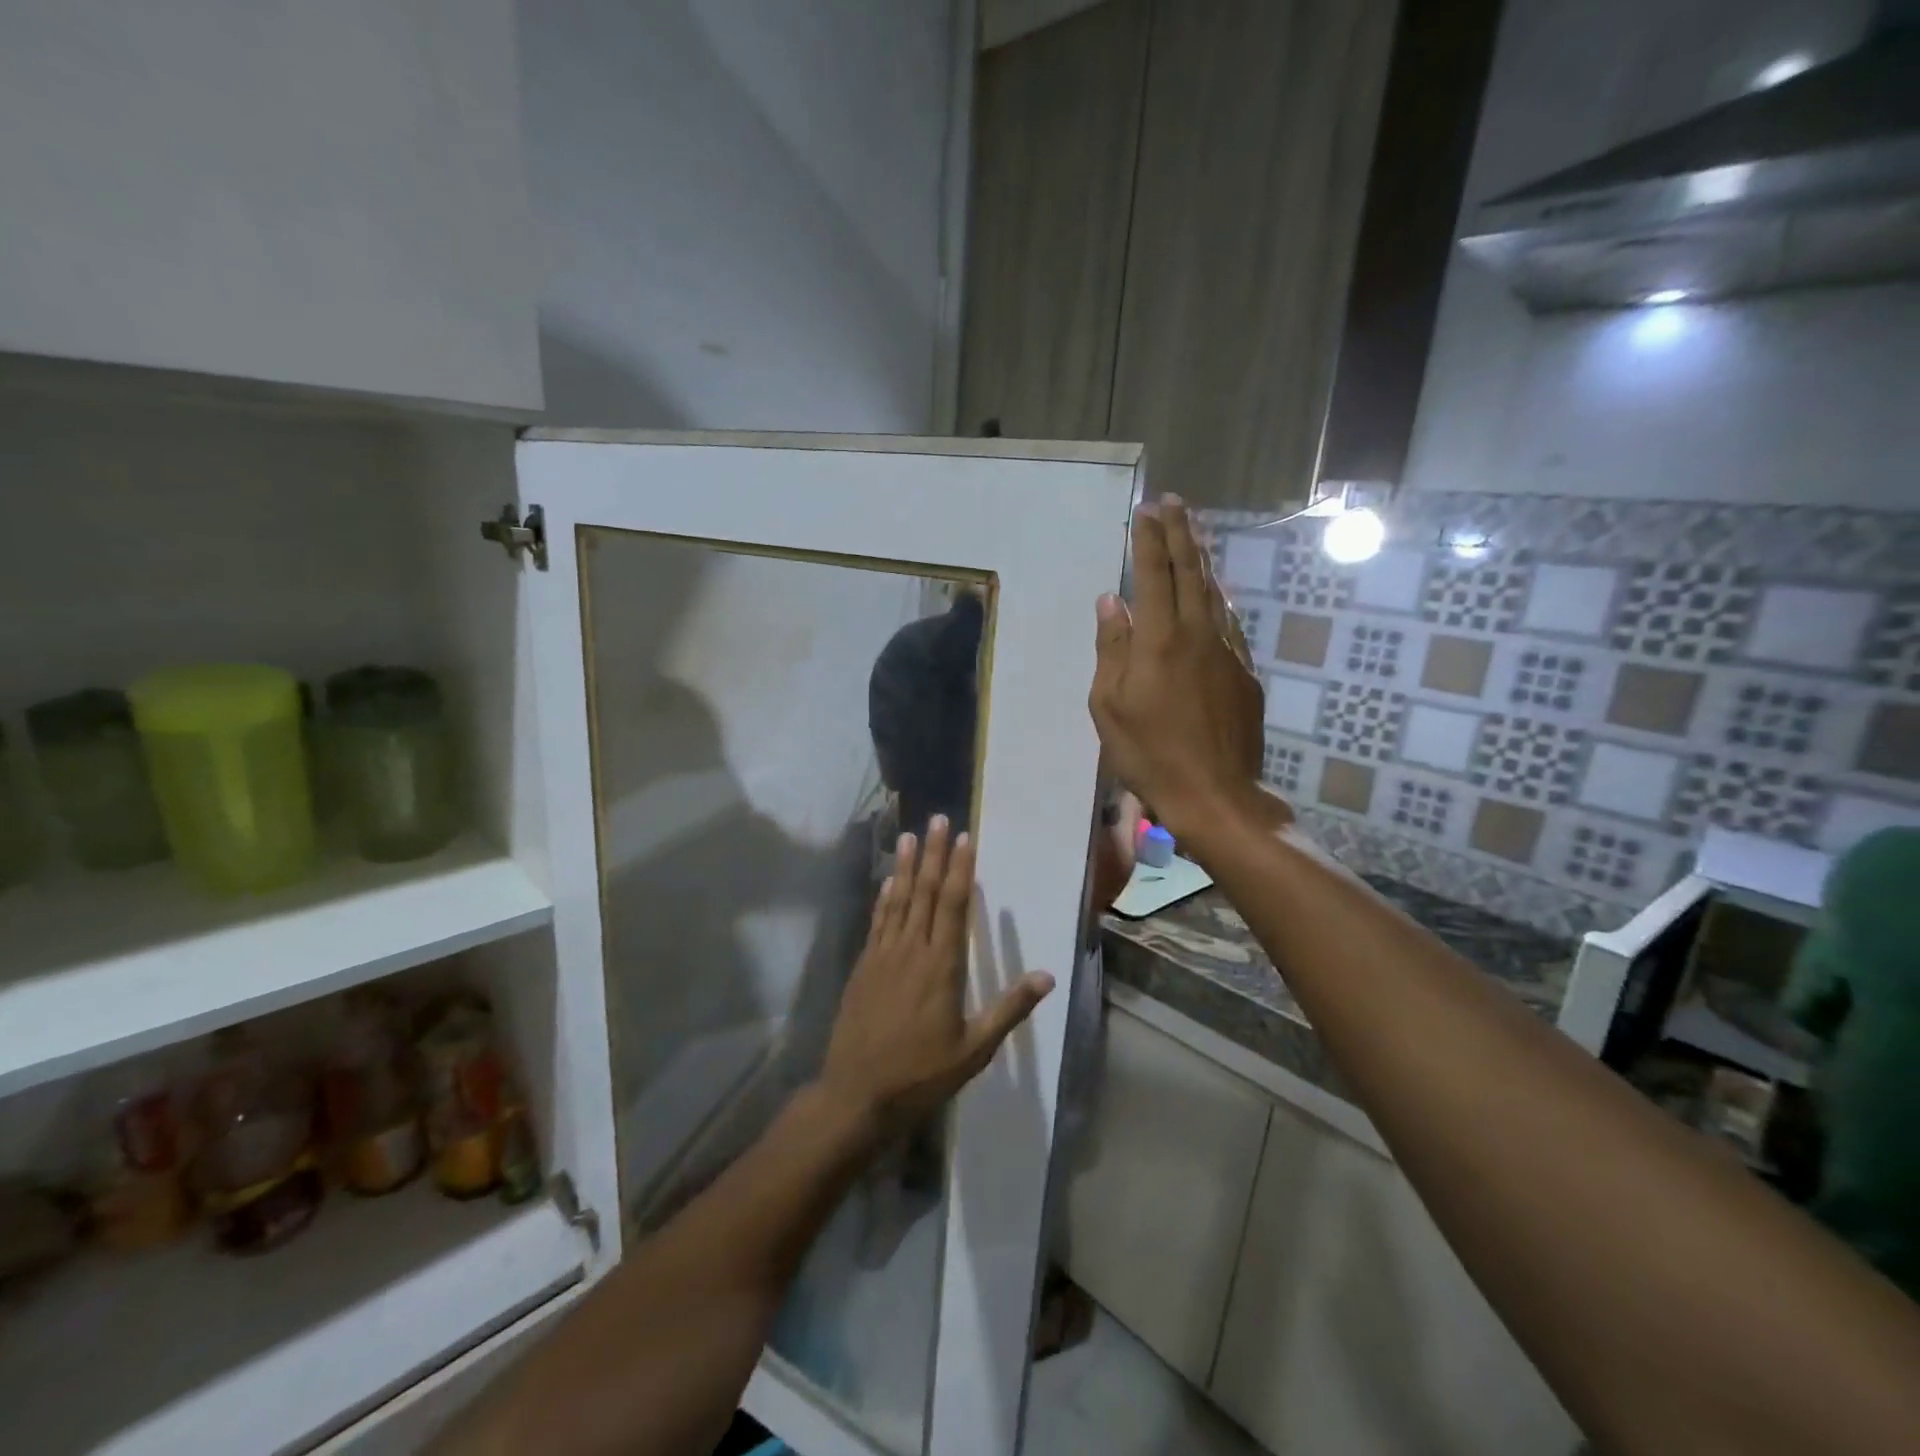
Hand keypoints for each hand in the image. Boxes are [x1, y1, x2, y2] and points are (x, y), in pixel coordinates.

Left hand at [819, 817, 1054, 1134]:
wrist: (857, 1094)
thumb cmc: (921, 1074)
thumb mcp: (975, 1049)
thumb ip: (1009, 1009)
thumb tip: (1047, 976)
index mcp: (942, 966)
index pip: (954, 906)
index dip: (961, 870)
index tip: (965, 839)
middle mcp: (912, 950)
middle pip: (926, 893)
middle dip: (935, 855)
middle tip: (940, 819)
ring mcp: (883, 956)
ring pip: (898, 900)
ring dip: (907, 866)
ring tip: (912, 835)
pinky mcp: (864, 966)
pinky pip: (877, 921)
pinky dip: (884, 897)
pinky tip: (889, 880)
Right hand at [1088, 496, 1287, 845]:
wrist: (1215, 795)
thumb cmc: (1149, 754)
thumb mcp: (1109, 705)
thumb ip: (1112, 648)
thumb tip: (1112, 602)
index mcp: (1160, 639)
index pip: (1155, 575)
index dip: (1150, 539)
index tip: (1147, 510)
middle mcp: (1199, 634)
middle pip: (1192, 571)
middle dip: (1182, 533)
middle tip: (1175, 503)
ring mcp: (1228, 652)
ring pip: (1215, 593)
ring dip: (1203, 560)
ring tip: (1194, 536)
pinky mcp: (1245, 673)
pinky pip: (1229, 623)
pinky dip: (1218, 599)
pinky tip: (1214, 595)